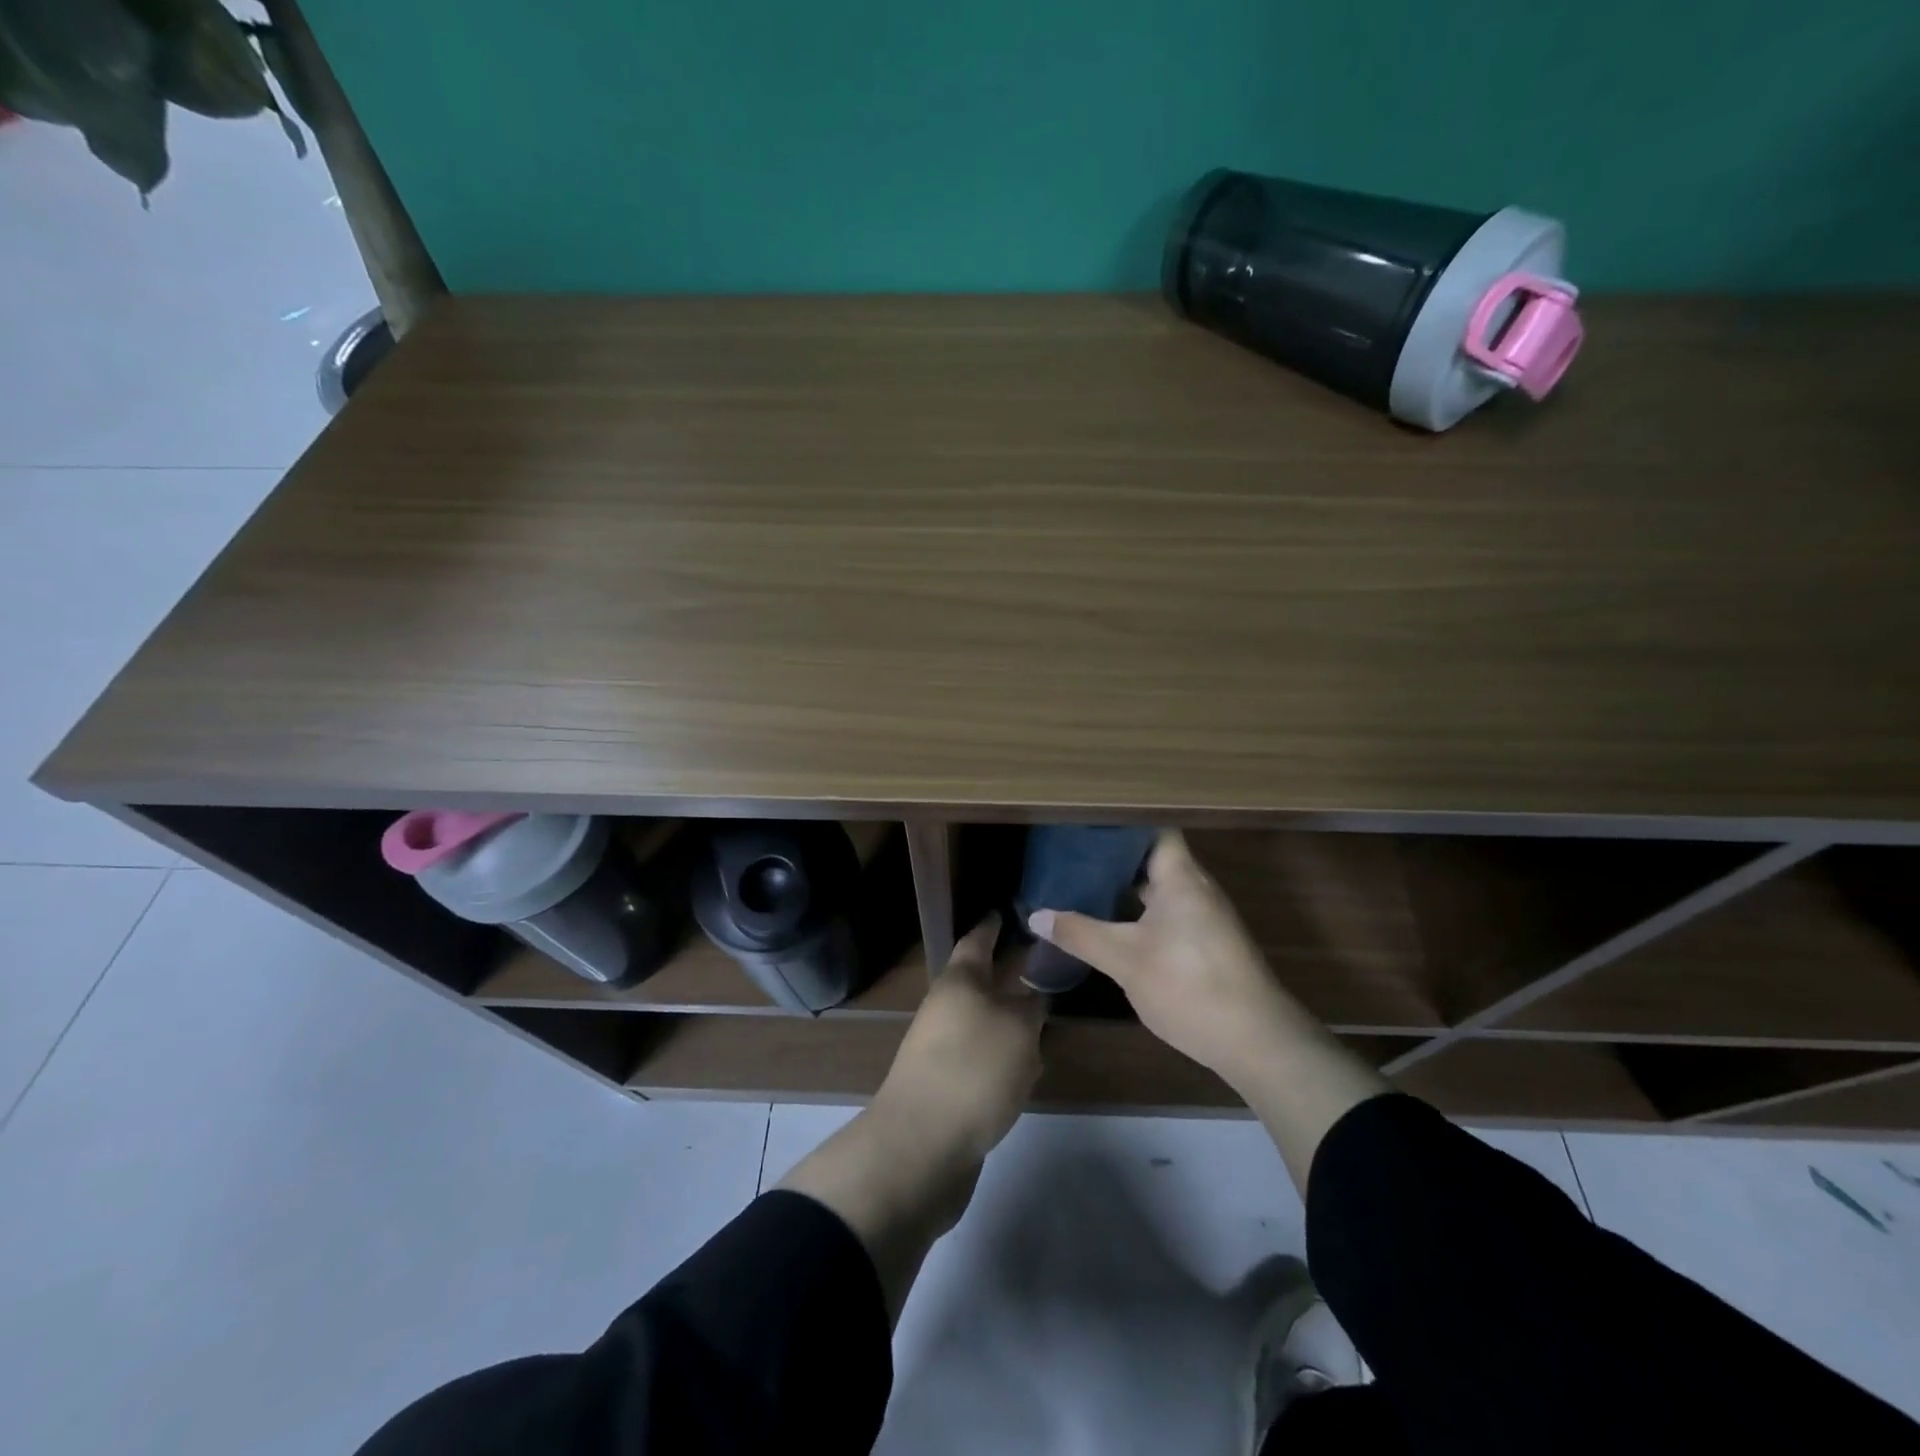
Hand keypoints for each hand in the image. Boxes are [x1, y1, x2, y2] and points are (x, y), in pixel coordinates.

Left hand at [778, 914, 1042, 1320]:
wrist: (921, 1147)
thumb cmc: (973, 1070)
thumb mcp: (1018, 1028)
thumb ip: (1031, 1006)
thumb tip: (1032, 994)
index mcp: (959, 982)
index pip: (977, 941)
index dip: (993, 926)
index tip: (1008, 910)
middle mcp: (946, 1009)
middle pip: (980, 983)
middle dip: (1009, 974)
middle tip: (1045, 965)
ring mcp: (943, 1049)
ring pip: (984, 1023)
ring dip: (1011, 1020)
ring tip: (1047, 1018)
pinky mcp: (947, 1087)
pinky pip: (982, 1060)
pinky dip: (1005, 1058)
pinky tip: (1028, 1071)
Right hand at [1027, 830, 1303, 1091]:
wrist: (1256, 1041)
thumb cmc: (1189, 985)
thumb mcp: (1125, 960)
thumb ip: (1080, 934)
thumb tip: (1036, 916)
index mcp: (1181, 876)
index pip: (1152, 828)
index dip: (1119, 822)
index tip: (1083, 821)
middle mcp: (1196, 887)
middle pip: (1152, 856)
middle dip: (1113, 855)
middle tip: (1069, 852)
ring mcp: (1204, 916)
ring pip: (1159, 886)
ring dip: (1125, 885)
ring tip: (1081, 881)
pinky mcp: (1206, 942)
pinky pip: (1166, 910)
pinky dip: (1138, 909)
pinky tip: (1110, 922)